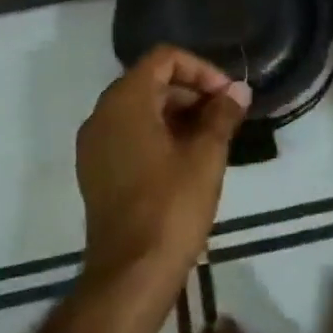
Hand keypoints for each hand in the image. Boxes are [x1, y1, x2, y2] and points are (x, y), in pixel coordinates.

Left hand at [76, 46, 249, 287]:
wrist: (131, 273)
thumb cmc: (171, 207)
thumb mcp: (206, 156)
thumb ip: (222, 115)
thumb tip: (238, 90)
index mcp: (124, 102)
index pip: (163, 59)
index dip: (200, 69)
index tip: (227, 95)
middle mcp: (101, 116)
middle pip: (150, 82)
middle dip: (191, 92)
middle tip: (226, 117)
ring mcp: (94, 146)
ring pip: (140, 110)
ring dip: (178, 114)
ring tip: (213, 139)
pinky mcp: (96, 172)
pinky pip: (129, 135)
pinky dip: (159, 135)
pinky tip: (188, 160)